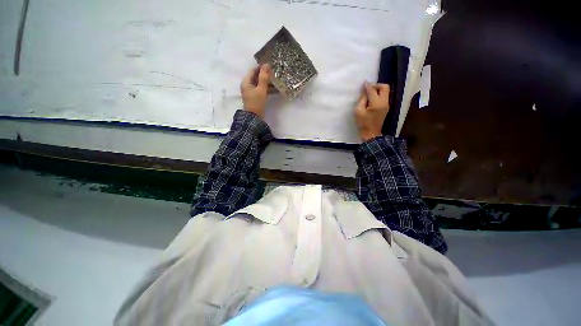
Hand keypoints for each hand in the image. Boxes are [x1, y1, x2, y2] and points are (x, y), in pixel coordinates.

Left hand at [240, 64, 270, 118]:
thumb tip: (266, 65)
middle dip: (265, 75)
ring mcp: (251, 92)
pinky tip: (275, 89)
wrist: (255, 118)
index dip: (261, 67)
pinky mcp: (256, 97)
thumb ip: (264, 77)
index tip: (270, 65)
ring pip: (260, 84)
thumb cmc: (256, 103)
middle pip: (257, 77)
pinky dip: (267, 88)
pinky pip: (261, 90)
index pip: (253, 70)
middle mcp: (247, 86)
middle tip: (275, 72)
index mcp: (246, 82)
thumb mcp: (261, 89)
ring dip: (267, 82)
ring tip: (277, 80)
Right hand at [354, 82, 389, 141]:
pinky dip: (379, 94)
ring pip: (386, 91)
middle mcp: (384, 102)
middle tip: (368, 89)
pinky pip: (384, 96)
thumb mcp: (358, 111)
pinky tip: (372, 99)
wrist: (371, 134)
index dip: (367, 86)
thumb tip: (364, 91)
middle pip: (384, 87)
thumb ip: (362, 99)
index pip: (373, 90)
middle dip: (376, 85)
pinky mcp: (386, 107)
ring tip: (369, 94)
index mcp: (377, 103)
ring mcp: (387, 105)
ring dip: (378, 89)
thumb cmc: (363, 123)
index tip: (363, 84)